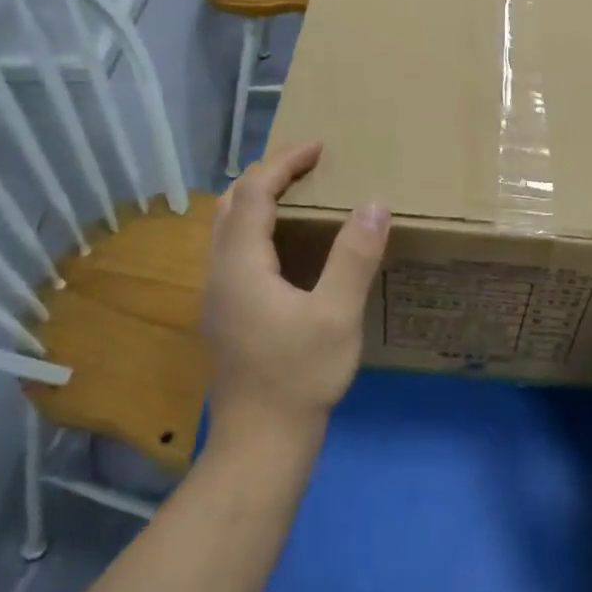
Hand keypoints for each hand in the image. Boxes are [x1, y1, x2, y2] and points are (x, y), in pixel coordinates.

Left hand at [200, 143, 389, 455]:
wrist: (260, 444)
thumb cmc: (299, 377)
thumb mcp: (337, 315)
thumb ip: (354, 256)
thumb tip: (374, 203)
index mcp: (241, 264)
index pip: (254, 192)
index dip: (284, 162)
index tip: (318, 147)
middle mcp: (219, 272)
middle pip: (232, 203)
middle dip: (266, 175)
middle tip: (307, 166)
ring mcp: (217, 295)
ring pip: (227, 228)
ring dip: (258, 200)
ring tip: (297, 194)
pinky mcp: (224, 314)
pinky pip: (233, 250)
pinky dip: (256, 227)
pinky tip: (285, 246)